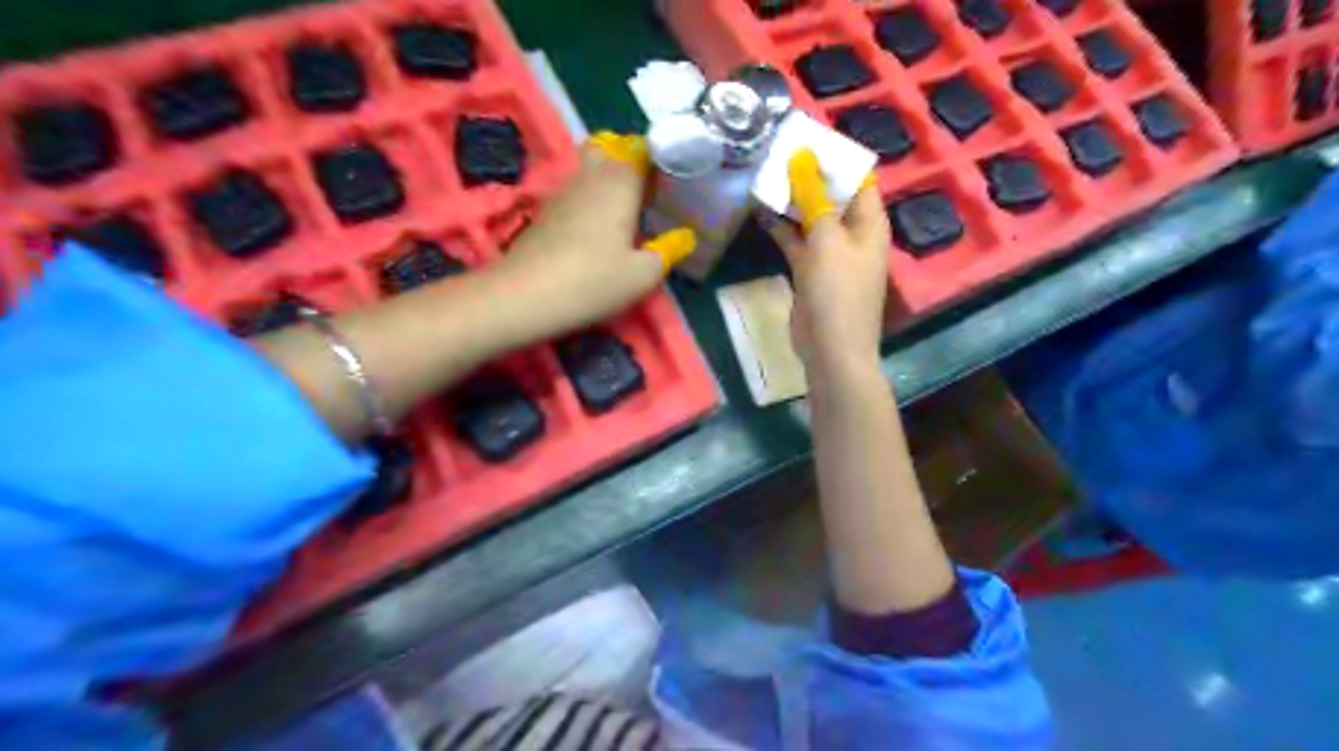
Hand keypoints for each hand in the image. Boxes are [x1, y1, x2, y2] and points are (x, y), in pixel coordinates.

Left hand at [494, 133, 701, 339]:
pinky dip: (591, 199)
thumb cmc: (593, 282)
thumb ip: (668, 251)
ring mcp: (564, 191)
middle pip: (612, 150)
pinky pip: (577, 191)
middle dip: (632, 164)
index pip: (643, 149)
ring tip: (628, 212)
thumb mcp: (643, 275)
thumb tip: (685, 236)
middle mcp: (591, 176)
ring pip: (591, 170)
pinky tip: (598, 230)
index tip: (673, 180)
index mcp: (620, 182)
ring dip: (610, 181)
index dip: (660, 159)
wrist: (524, 296)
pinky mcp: (547, 211)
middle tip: (650, 194)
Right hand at [765, 146, 887, 377]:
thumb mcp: (827, 238)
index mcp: (870, 223)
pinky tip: (760, 210)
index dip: (836, 157)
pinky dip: (782, 228)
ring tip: (766, 173)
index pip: (858, 178)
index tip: (805, 137)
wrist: (830, 348)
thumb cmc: (837, 290)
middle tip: (778, 150)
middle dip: (809, 175)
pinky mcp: (810, 271)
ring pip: (812, 218)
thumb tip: (802, 157)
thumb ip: (814, 198)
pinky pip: (797, 241)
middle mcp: (853, 234)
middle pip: (833, 196)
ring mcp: (831, 254)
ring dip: (792, 200)